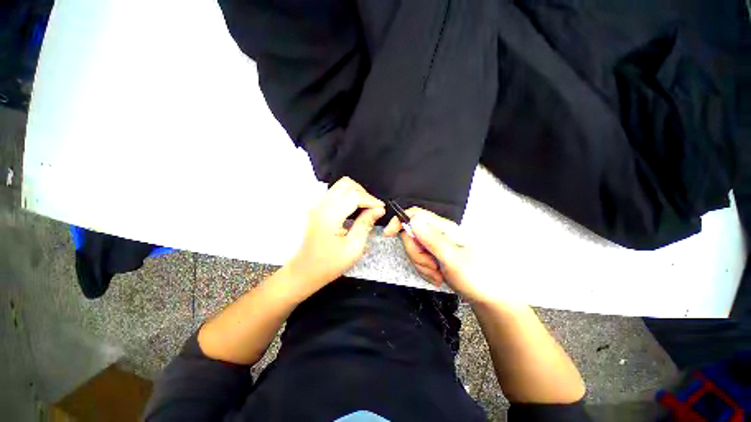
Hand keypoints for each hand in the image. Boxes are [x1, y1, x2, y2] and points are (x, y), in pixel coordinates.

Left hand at [287, 177, 384, 290]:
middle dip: (363, 193)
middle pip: (346, 184)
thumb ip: (366, 224)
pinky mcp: (317, 208)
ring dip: (355, 193)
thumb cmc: (329, 264)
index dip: (371, 200)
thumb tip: (378, 210)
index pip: (355, 195)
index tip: (381, 208)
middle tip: (372, 207)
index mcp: (330, 215)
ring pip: (340, 186)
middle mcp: (321, 205)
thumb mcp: (353, 247)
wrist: (304, 271)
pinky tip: (354, 209)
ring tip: (365, 208)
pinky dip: (347, 197)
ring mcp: (317, 205)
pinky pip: (335, 194)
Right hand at [384, 207, 486, 302]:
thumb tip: (413, 220)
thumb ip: (431, 239)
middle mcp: (436, 233)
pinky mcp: (433, 256)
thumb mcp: (451, 258)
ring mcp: (434, 245)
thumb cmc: (474, 276)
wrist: (484, 296)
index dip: (400, 220)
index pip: (415, 214)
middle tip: (431, 265)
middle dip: (416, 254)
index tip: (389, 234)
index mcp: (442, 227)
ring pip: (413, 250)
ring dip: (421, 265)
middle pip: (410, 235)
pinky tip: (437, 276)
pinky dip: (424, 270)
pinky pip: (418, 260)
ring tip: (437, 273)